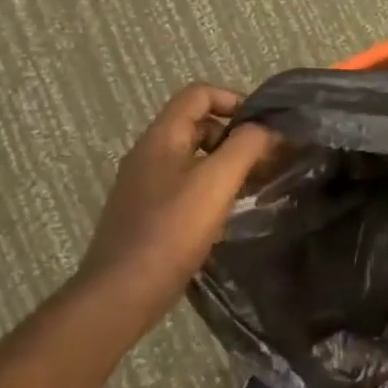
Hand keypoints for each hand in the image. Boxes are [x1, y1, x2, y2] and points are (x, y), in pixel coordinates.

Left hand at [81, 84, 277, 301]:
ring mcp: (144, 184)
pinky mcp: (147, 213)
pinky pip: (185, 184)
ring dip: (226, 163)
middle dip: (235, 134)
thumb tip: (266, 129)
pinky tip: (228, 212)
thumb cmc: (171, 230)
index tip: (262, 127)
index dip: (233, 99)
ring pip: (193, 156)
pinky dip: (211, 187)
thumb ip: (246, 146)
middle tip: (266, 159)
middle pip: (197, 124)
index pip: (198, 94)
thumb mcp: (217, 182)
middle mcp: (149, 154)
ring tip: (255, 185)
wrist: (122, 293)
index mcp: (161, 137)